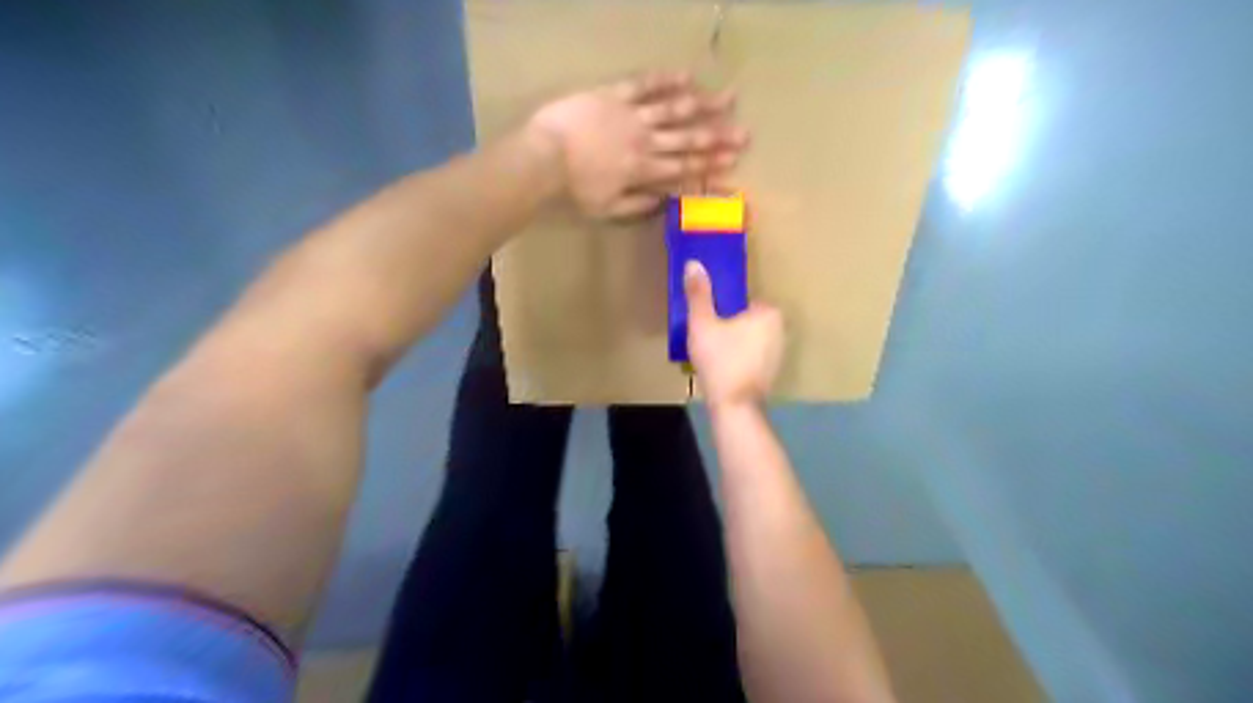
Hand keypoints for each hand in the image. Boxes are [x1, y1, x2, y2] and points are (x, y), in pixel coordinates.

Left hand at [525, 72, 747, 215]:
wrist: (543, 157)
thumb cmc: (573, 189)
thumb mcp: (607, 208)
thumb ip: (638, 205)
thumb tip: (665, 203)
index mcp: (644, 170)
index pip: (684, 169)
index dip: (710, 167)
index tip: (734, 165)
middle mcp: (646, 141)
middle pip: (687, 139)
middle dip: (718, 137)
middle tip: (745, 134)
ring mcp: (632, 115)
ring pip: (674, 109)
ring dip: (703, 104)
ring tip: (729, 97)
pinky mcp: (615, 95)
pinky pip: (645, 85)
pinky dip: (666, 80)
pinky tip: (688, 75)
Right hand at [684, 260, 779, 408]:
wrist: (734, 406)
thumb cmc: (720, 360)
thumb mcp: (702, 323)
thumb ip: (698, 294)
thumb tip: (693, 264)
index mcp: (769, 313)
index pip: (745, 302)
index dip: (725, 310)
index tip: (710, 321)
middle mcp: (781, 331)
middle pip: (748, 320)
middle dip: (731, 326)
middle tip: (708, 337)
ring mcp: (779, 354)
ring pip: (751, 340)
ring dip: (735, 344)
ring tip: (713, 354)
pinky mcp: (772, 373)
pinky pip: (752, 357)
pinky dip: (740, 360)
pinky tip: (723, 368)